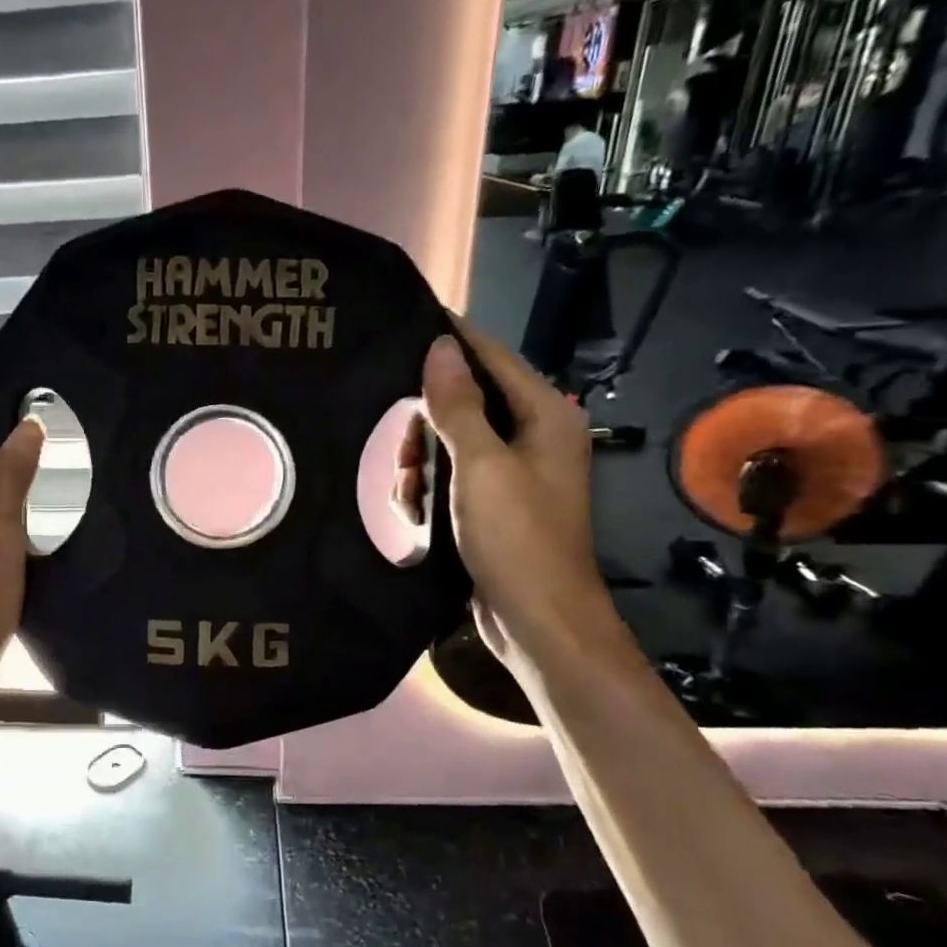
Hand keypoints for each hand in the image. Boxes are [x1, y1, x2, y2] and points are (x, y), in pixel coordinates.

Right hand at [395, 322, 623, 671]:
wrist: (537, 622)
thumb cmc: (516, 538)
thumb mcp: (481, 466)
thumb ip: (458, 405)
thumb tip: (440, 346)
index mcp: (544, 417)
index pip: (492, 358)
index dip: (453, 341)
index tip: (407, 324)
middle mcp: (533, 438)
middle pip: (466, 403)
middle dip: (425, 426)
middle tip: (401, 453)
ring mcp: (513, 475)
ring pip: (450, 444)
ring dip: (421, 465)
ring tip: (406, 495)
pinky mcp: (493, 507)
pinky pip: (451, 479)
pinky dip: (428, 491)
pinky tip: (413, 514)